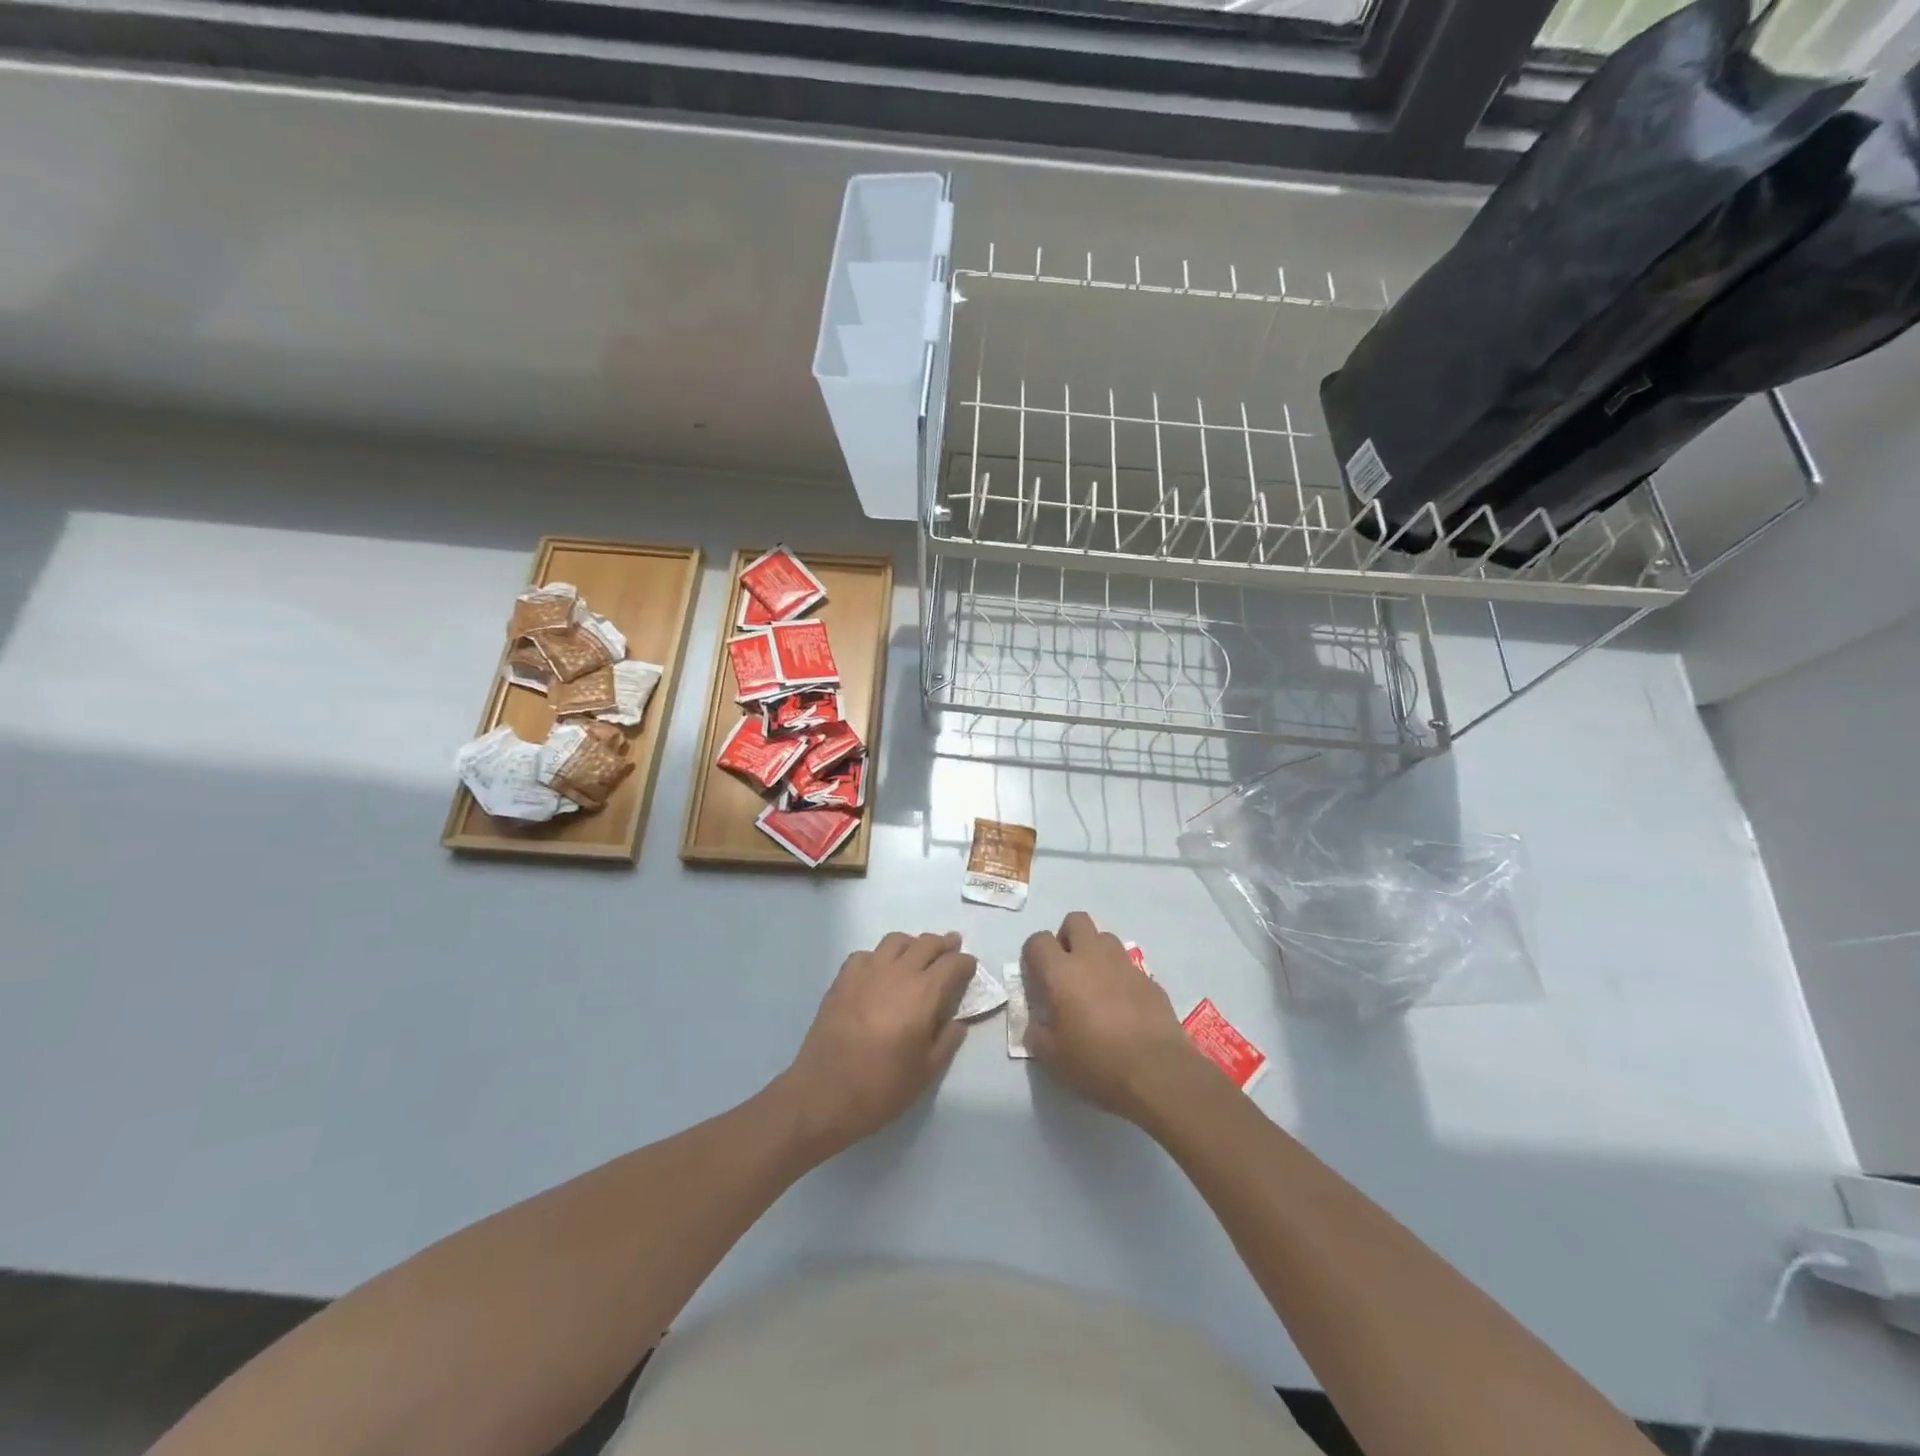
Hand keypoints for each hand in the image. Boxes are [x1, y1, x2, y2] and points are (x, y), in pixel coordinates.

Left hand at [780, 930, 977, 1157]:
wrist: (824, 1094)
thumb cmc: (881, 1087)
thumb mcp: (926, 1072)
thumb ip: (947, 1040)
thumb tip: (957, 1020)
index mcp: (923, 994)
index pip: (952, 964)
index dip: (965, 963)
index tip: (970, 967)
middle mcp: (897, 972)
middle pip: (926, 943)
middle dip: (943, 944)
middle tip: (951, 948)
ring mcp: (867, 971)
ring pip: (896, 941)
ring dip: (912, 944)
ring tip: (917, 955)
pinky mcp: (843, 979)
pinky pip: (866, 954)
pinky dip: (879, 956)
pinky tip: (880, 972)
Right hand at [1022, 911, 1200, 1123]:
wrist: (1157, 1073)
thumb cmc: (1097, 1063)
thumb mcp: (1052, 1057)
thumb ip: (1037, 1033)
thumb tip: (1038, 1024)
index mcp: (1062, 972)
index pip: (1038, 940)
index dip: (1033, 955)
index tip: (1037, 977)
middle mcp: (1092, 957)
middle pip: (1076, 921)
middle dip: (1067, 938)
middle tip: (1066, 970)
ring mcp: (1124, 965)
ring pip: (1105, 937)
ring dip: (1095, 952)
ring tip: (1095, 984)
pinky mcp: (1149, 979)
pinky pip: (1128, 965)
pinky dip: (1119, 975)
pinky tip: (1122, 1005)